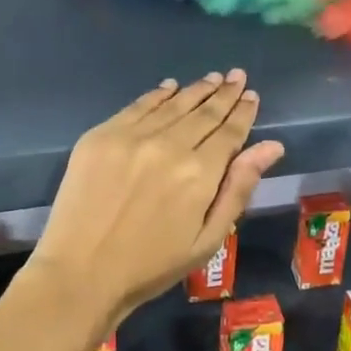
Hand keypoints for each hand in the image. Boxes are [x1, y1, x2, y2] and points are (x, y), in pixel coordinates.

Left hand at [29, 70, 285, 323]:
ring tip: (213, 78)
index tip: (252, 95)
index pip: (230, 132)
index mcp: (200, 173)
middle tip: (237, 76)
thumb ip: (239, 188)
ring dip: (196, 90)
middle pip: (204, 112)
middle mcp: (169, 145)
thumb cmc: (151, 266)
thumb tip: (271, 146)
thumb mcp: (207, 239)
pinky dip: (158, 94)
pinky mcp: (101, 136)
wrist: (80, 274)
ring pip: (173, 104)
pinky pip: (138, 106)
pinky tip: (170, 86)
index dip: (243, 112)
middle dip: (225, 93)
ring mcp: (132, 137)